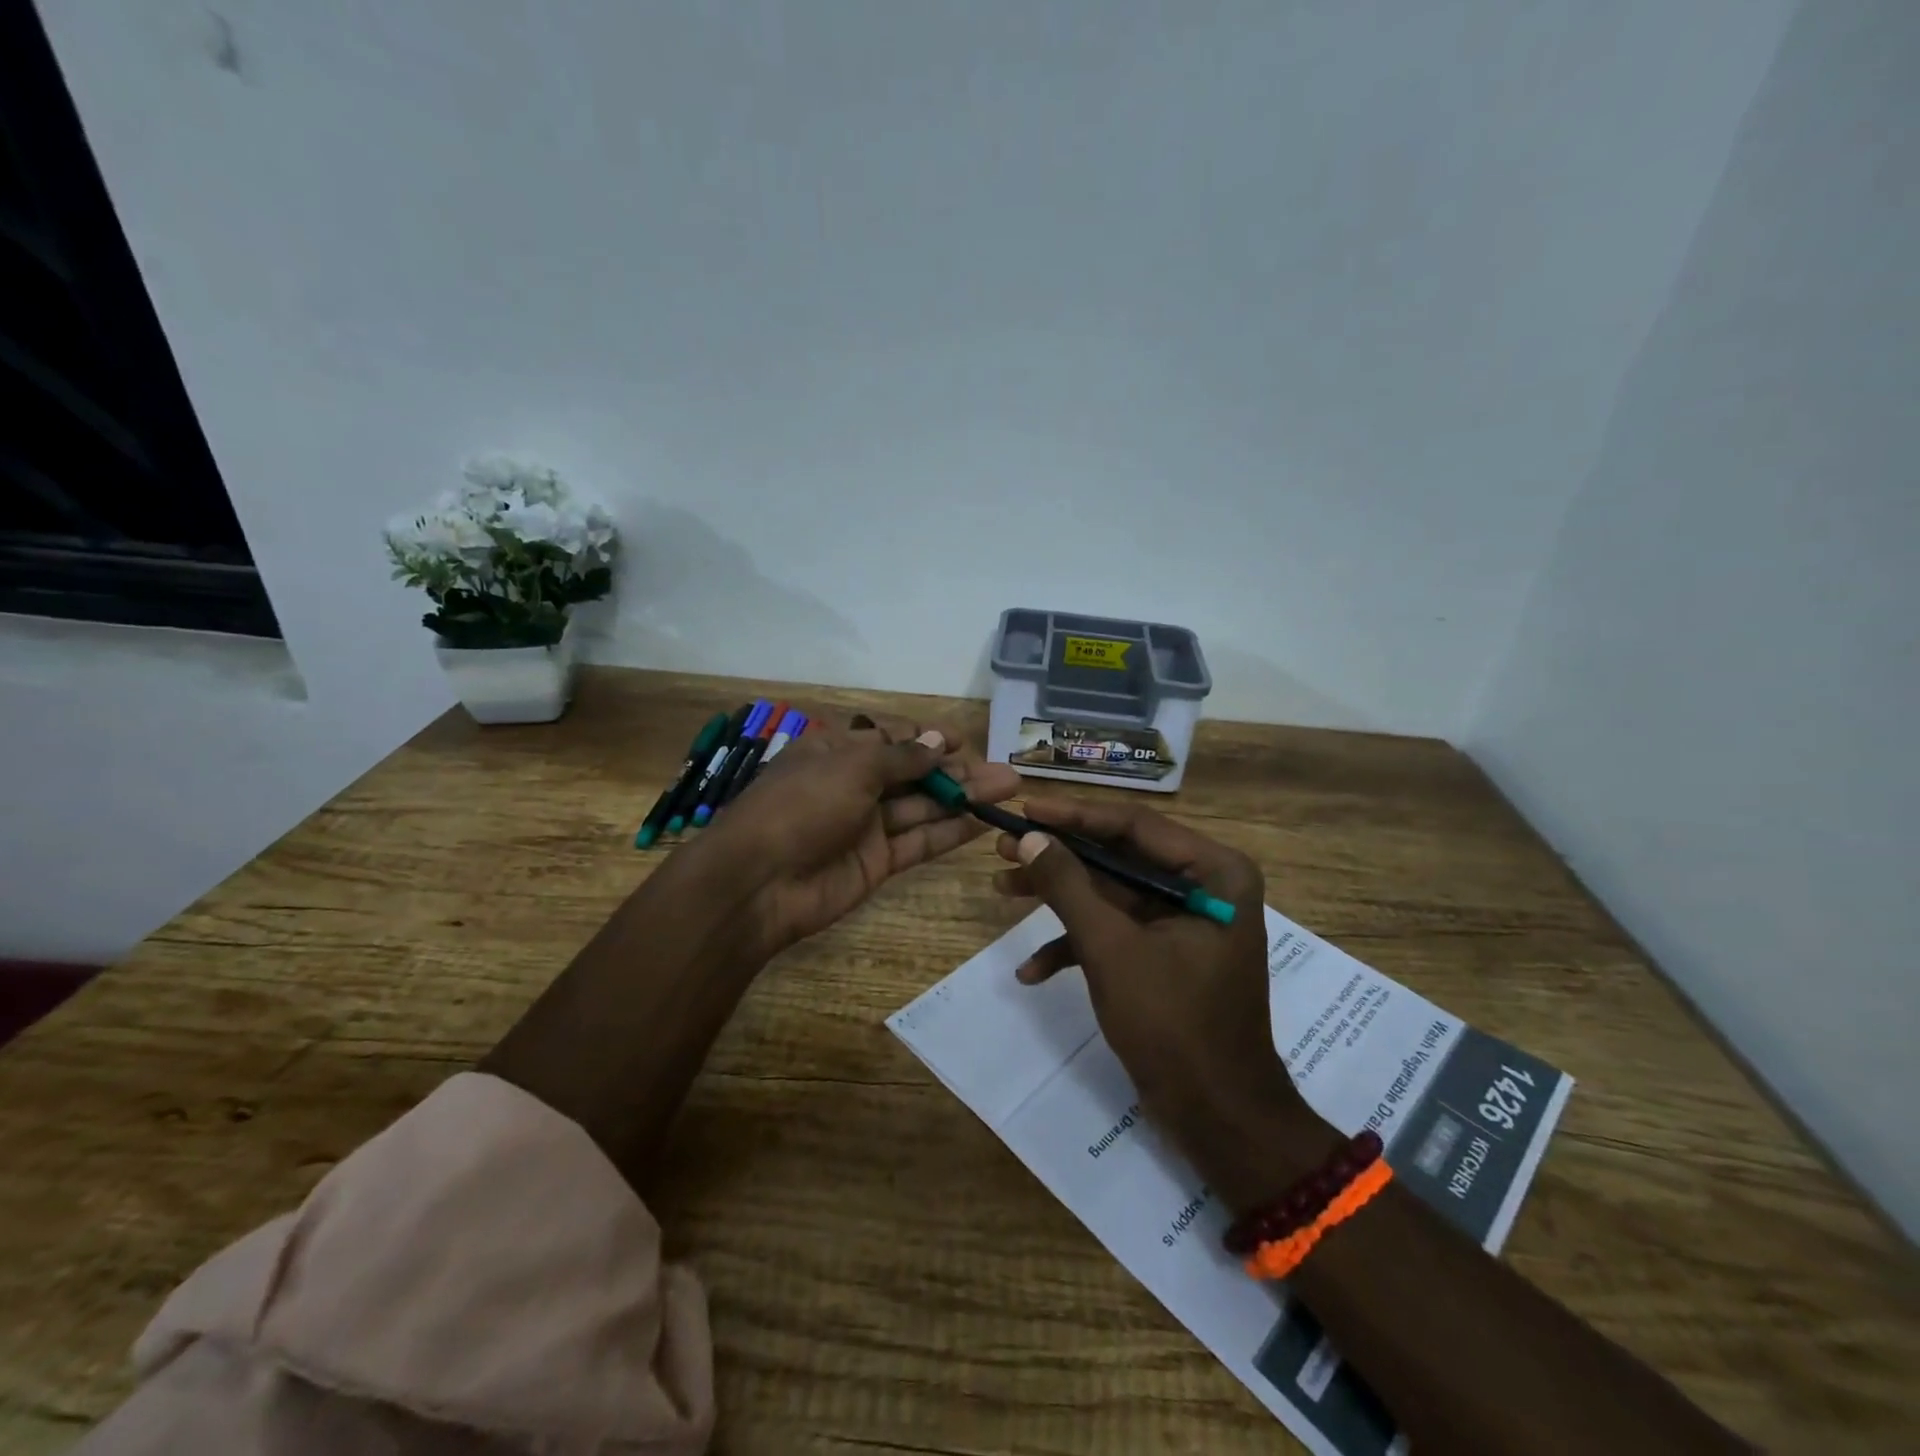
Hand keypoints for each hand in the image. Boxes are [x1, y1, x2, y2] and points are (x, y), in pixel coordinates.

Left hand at [689, 713, 1019, 959]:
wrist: (758, 884)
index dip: (927, 738)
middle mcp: (854, 785)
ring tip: (1007, 791)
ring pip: (922, 807)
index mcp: (837, 751)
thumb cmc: (800, 807)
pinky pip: (918, 842)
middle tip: (1004, 772)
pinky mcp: (877, 862)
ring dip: (963, 799)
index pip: (890, 738)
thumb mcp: (850, 768)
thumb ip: (899, 758)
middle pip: (913, 773)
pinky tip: (982, 822)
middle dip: (956, 771)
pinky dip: (948, 832)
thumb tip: (936, 743)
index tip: (963, 742)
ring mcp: (866, 826)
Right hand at [992, 796, 1335, 1207]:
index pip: (1133, 825)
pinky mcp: (1168, 955)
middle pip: (1118, 857)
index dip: (1073, 817)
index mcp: (1213, 873)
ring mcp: (1185, 923)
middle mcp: (1205, 887)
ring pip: (1111, 894)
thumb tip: (1028, 837)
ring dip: (1059, 899)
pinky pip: (1119, 933)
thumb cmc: (1173, 1025)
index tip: (1024, 810)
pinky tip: (1032, 970)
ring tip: (1001, 889)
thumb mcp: (1111, 949)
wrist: (1219, 1120)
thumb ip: (1068, 887)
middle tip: (1003, 849)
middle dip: (1059, 859)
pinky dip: (1077, 945)